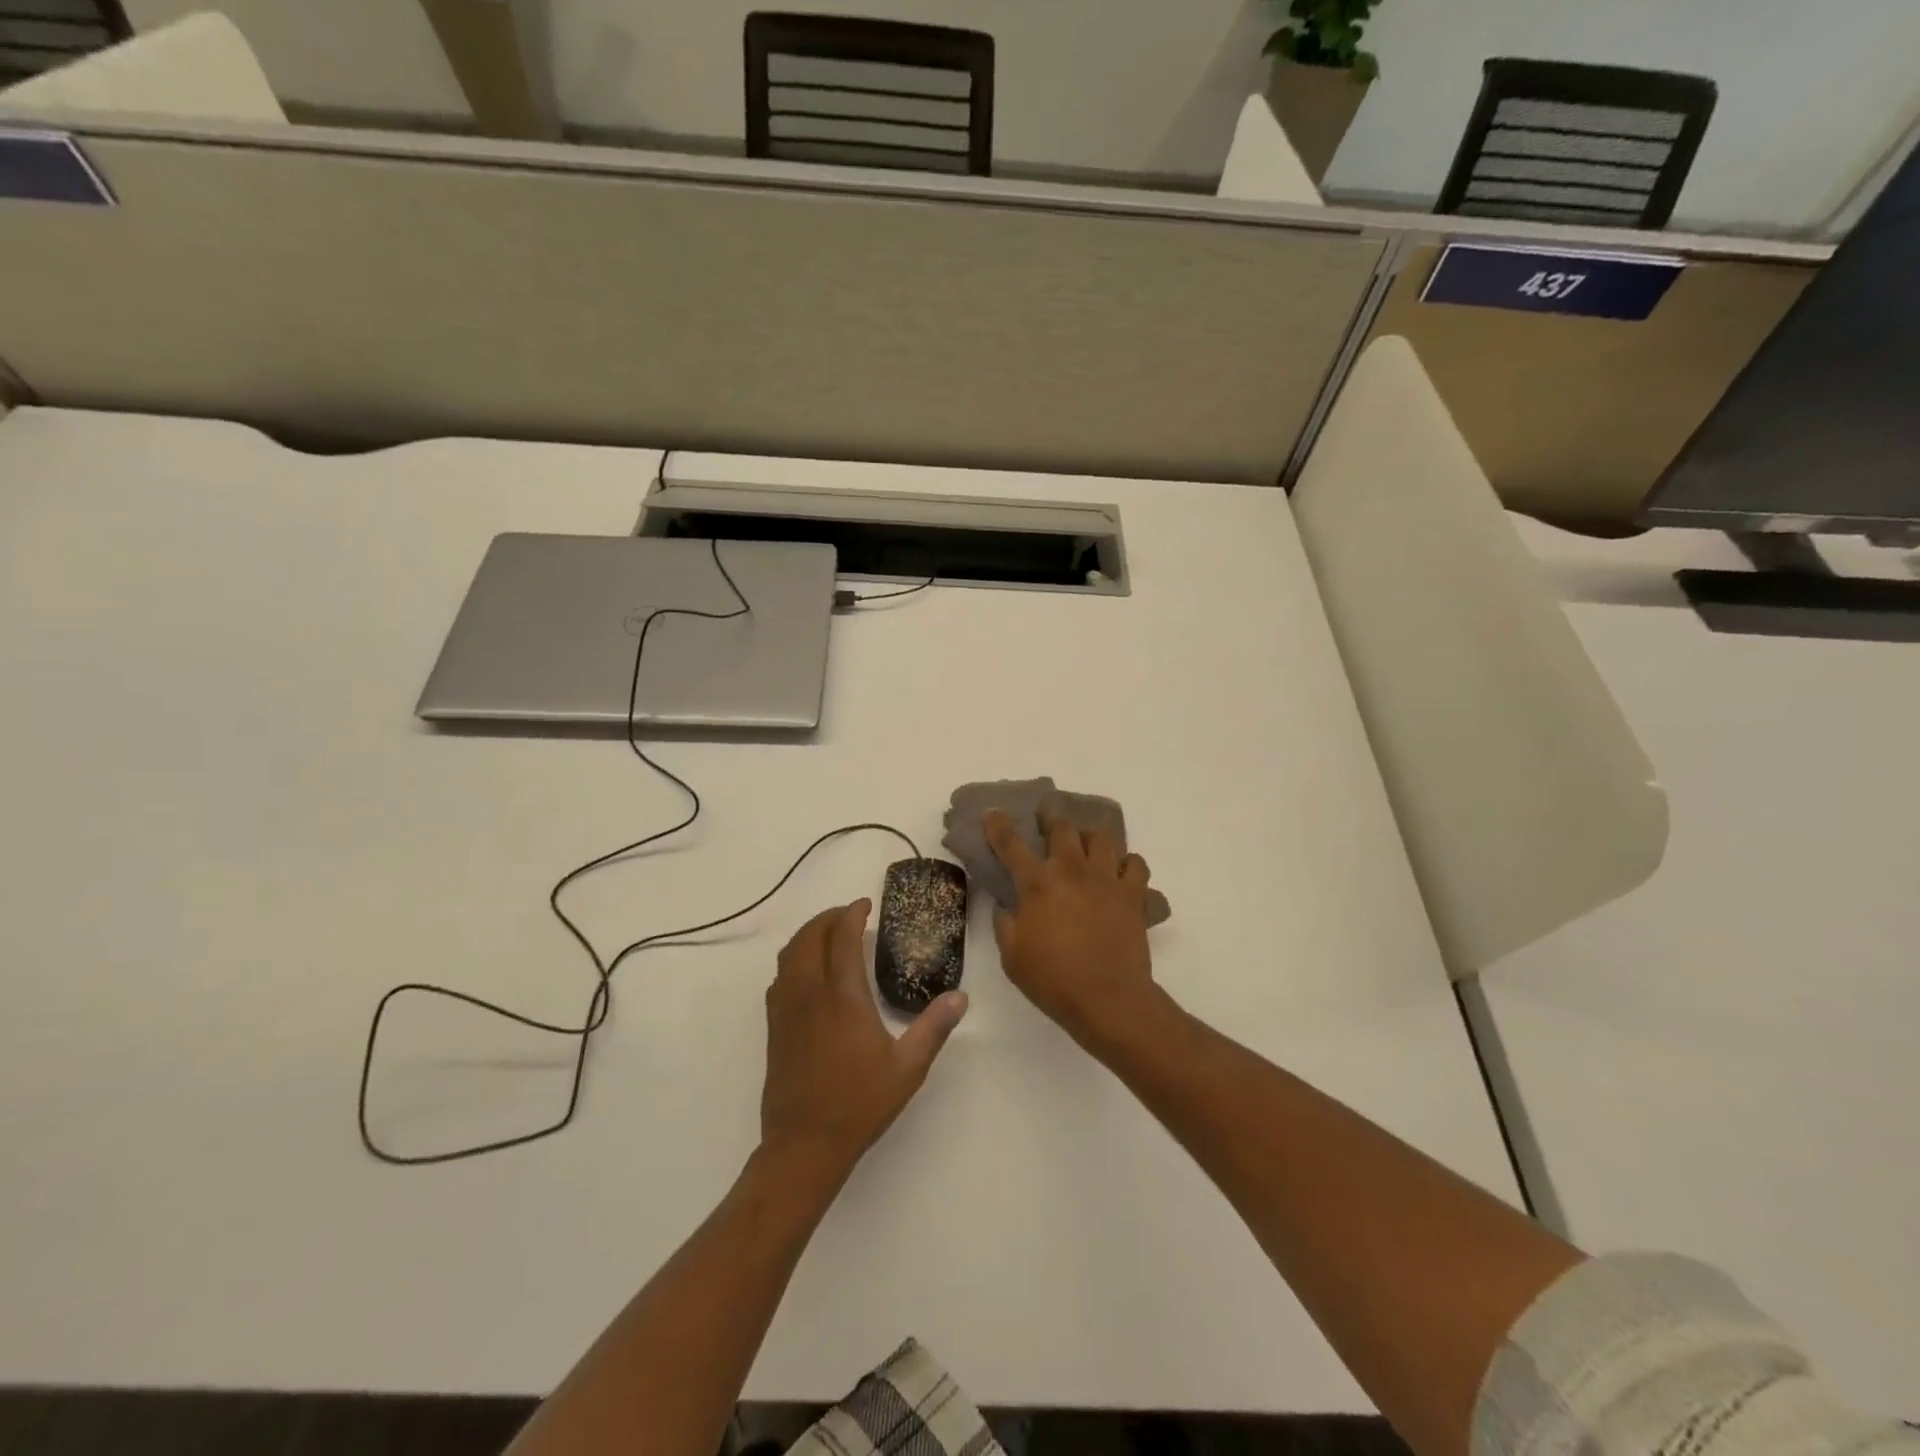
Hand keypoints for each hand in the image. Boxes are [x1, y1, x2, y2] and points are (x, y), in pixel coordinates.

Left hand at [760, 900, 966, 1182]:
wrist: (804, 1144)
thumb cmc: (860, 1104)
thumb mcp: (908, 1067)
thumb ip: (934, 1027)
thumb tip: (960, 996)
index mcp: (843, 997)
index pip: (842, 937)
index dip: (852, 914)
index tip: (865, 904)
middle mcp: (810, 994)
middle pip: (810, 936)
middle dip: (829, 917)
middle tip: (850, 915)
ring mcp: (787, 1009)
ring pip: (790, 953)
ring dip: (808, 934)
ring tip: (829, 934)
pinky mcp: (774, 1026)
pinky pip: (779, 976)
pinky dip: (794, 958)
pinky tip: (809, 971)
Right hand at [986, 808, 1160, 1052]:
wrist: (1108, 999)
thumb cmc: (1053, 980)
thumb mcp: (1011, 956)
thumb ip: (1005, 923)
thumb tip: (1007, 905)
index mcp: (1037, 884)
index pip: (1011, 844)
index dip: (999, 825)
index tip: (994, 812)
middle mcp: (1071, 870)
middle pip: (1062, 827)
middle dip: (1051, 815)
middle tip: (1047, 814)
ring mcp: (1106, 879)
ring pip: (1102, 838)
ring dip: (1090, 836)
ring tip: (1086, 844)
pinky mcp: (1133, 894)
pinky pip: (1135, 864)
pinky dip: (1127, 863)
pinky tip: (1119, 872)